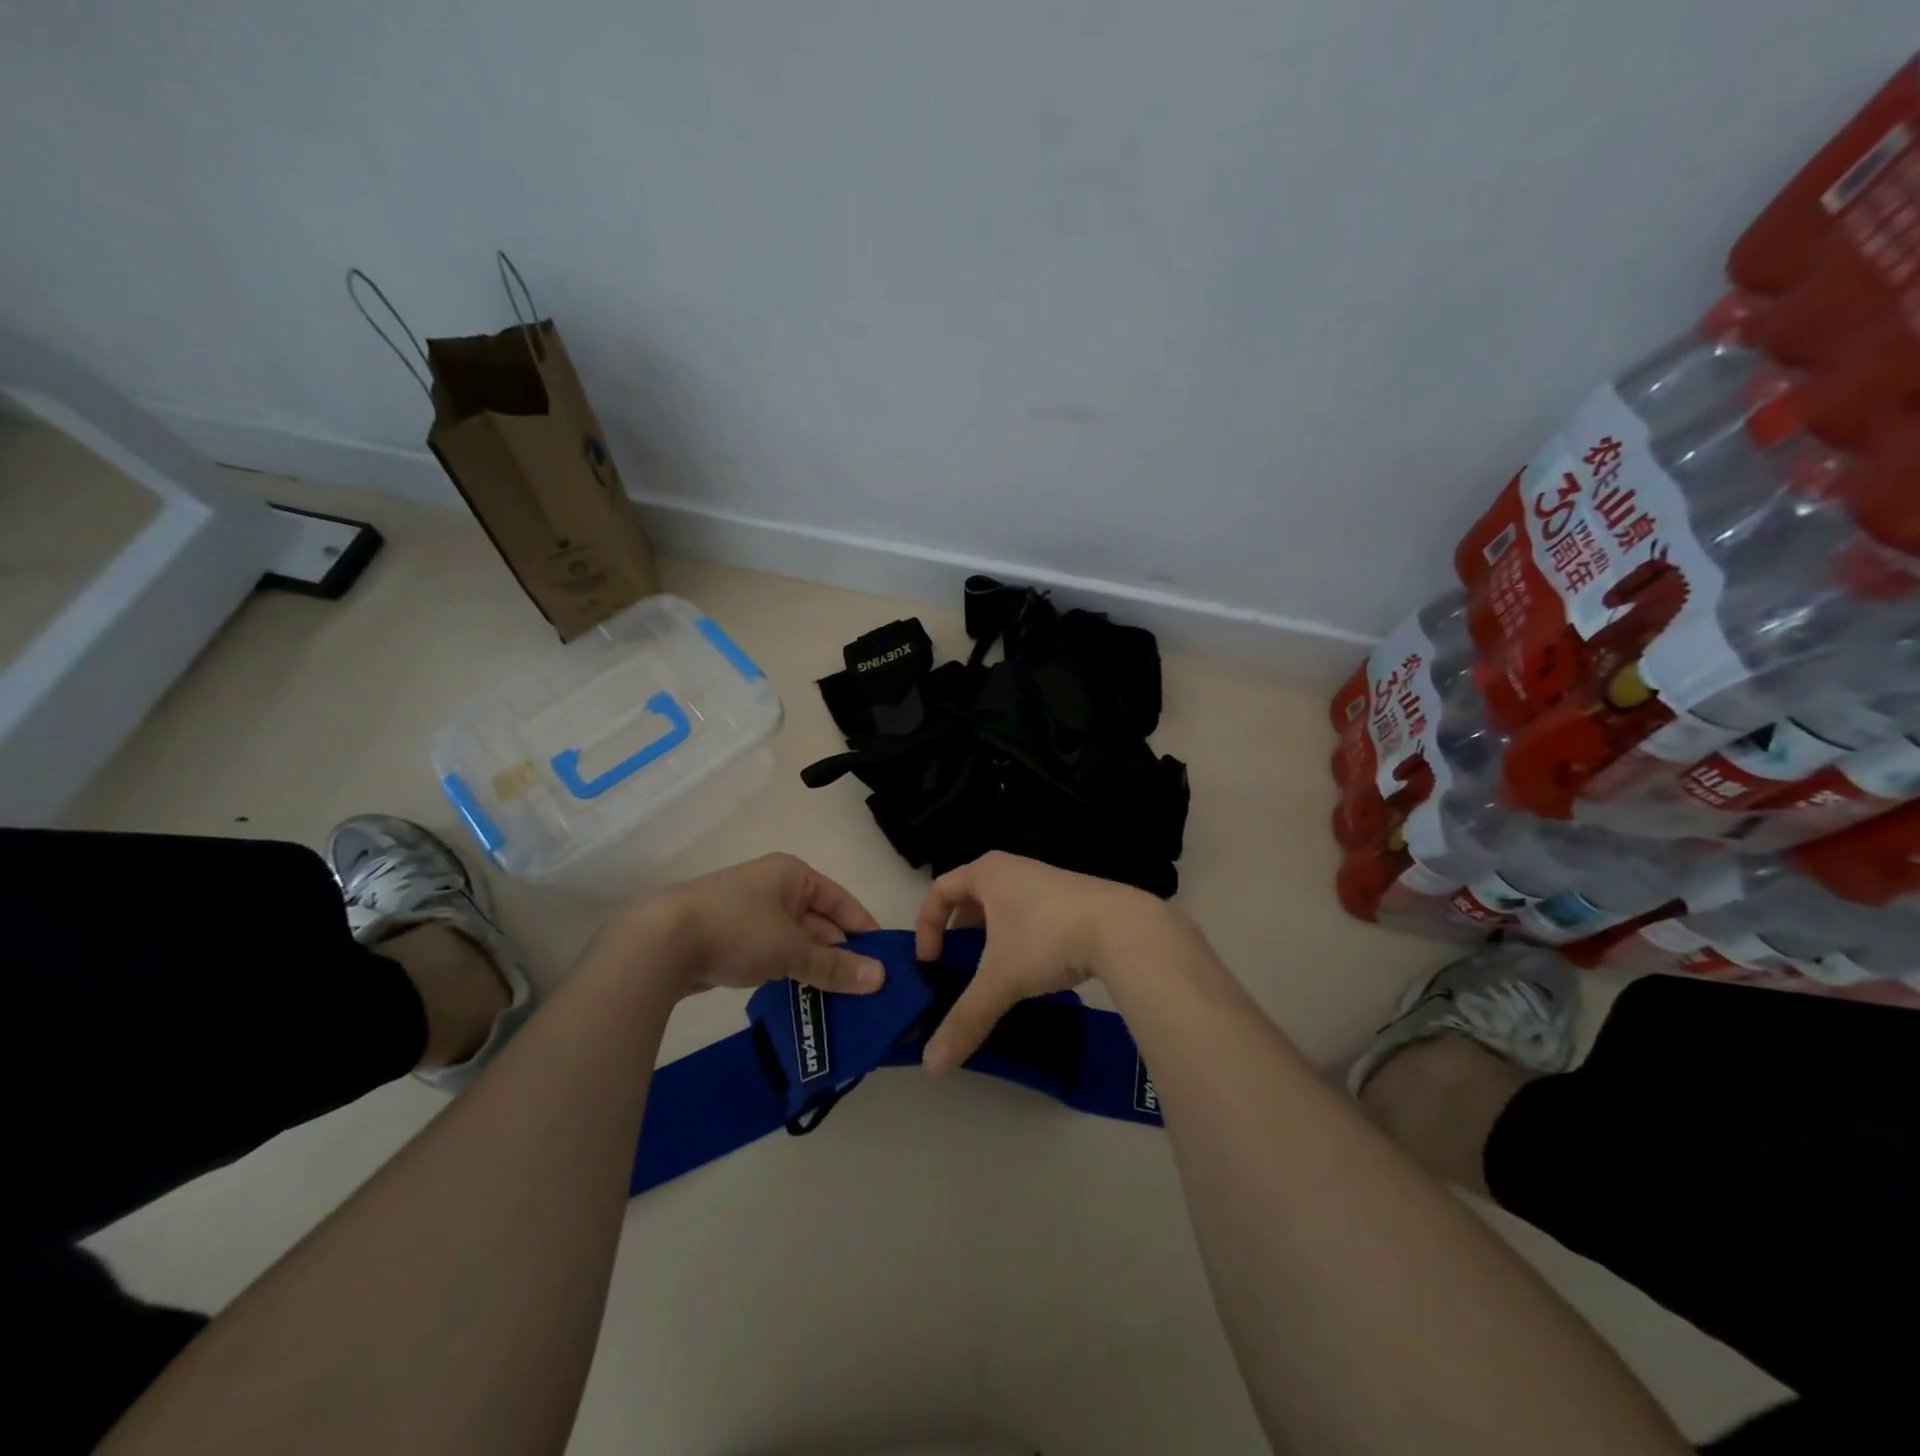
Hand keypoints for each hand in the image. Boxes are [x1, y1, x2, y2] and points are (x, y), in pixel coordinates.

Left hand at [618, 853, 886, 998]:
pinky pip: (772, 955)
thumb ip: (835, 966)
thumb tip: (881, 979)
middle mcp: (773, 887)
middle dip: (839, 954)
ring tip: (839, 1001)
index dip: (863, 929)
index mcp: (793, 875)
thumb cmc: (737, 929)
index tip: (885, 960)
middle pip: (818, 922)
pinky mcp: (729, 939)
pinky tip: (801, 998)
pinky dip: (788, 973)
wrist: (660, 943)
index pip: (841, 901)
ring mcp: (749, 913)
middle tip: (865, 989)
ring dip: (813, 968)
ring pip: (794, 942)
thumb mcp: (792, 949)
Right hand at [912, 851, 1165, 1073]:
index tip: (930, 961)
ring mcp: (1046, 880)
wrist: (1124, 929)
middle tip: (959, 967)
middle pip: (972, 896)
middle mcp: (1014, 868)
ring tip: (995, 974)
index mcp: (988, 873)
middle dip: (960, 932)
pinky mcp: (1072, 898)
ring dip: (993, 937)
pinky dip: (1021, 939)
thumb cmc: (1048, 939)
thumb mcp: (1000, 980)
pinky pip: (1031, 914)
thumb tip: (931, 1067)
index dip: (928, 925)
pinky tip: (1035, 970)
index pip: (940, 889)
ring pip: (1004, 907)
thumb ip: (965, 1020)